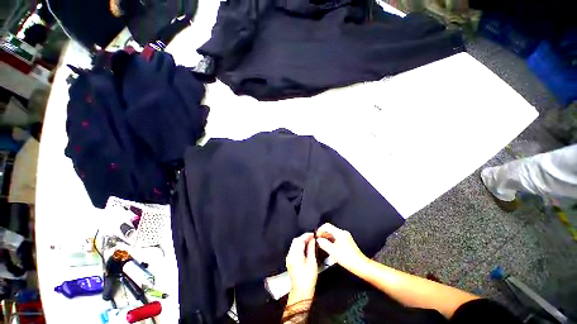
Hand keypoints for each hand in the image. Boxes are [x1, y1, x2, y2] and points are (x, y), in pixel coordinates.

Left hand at [286, 233, 317, 304]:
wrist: (301, 291)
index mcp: (295, 254)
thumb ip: (311, 248)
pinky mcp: (290, 261)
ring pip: (294, 244)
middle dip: (304, 237)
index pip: (300, 240)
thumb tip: (312, 240)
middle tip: (312, 238)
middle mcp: (290, 254)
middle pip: (296, 241)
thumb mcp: (312, 262)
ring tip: (310, 242)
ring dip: (301, 241)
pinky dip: (299, 246)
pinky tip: (305, 248)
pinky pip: (293, 249)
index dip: (306, 235)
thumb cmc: (308, 278)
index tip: (313, 234)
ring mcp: (289, 258)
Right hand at [316, 223, 368, 272]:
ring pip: (333, 234)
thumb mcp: (333, 252)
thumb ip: (324, 244)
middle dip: (323, 235)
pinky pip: (337, 238)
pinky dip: (332, 241)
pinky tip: (330, 249)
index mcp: (340, 233)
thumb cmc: (349, 260)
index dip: (320, 229)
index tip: (317, 235)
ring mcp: (346, 237)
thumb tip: (319, 240)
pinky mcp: (347, 241)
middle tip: (318, 241)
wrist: (361, 265)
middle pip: (330, 230)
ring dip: (327, 239)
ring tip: (323, 246)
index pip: (327, 226)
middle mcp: (343, 233)